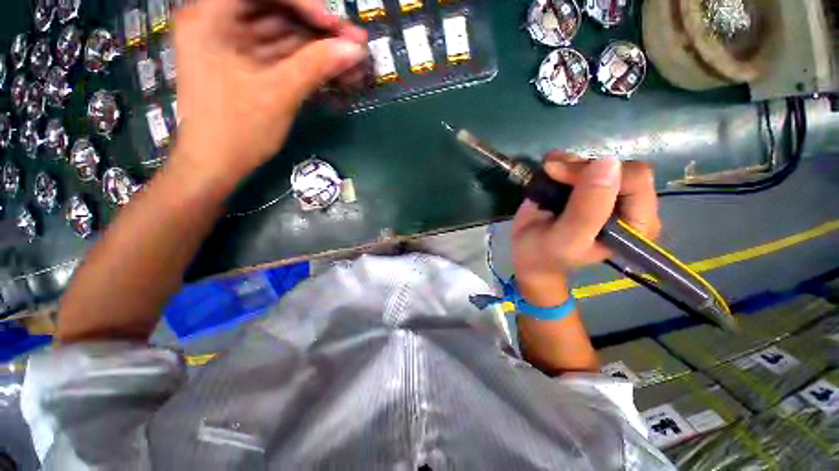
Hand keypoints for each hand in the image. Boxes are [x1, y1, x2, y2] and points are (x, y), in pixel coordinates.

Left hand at [173, 0, 367, 180]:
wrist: (216, 166)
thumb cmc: (236, 130)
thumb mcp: (278, 94)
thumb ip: (316, 66)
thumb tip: (355, 49)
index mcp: (210, 17)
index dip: (301, 3)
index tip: (332, 24)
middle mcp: (220, 23)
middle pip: (276, 12)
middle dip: (318, 30)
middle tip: (354, 41)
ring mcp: (235, 47)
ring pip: (284, 36)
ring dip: (319, 50)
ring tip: (353, 61)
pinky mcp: (249, 68)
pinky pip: (283, 57)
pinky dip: (309, 65)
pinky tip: (335, 73)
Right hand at [511, 153, 660, 303]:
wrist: (527, 253)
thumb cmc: (544, 253)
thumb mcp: (565, 239)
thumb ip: (587, 210)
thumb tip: (608, 162)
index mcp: (635, 225)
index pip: (635, 181)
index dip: (598, 174)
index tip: (562, 178)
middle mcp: (628, 205)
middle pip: (618, 167)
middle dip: (582, 168)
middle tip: (552, 174)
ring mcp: (607, 193)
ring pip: (599, 161)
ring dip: (570, 163)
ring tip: (547, 172)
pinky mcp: (587, 186)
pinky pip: (583, 162)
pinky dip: (564, 161)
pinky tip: (548, 167)